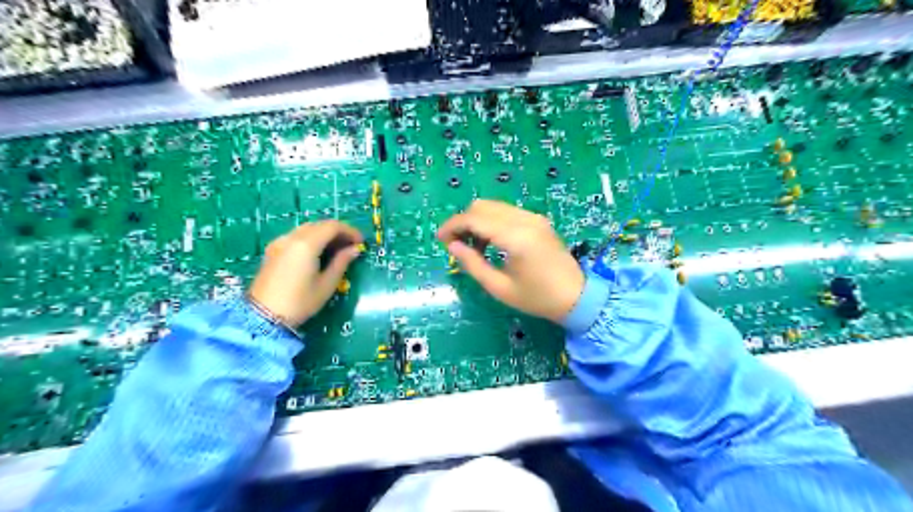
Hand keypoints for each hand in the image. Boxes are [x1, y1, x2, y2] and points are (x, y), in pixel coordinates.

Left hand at [250, 219, 365, 328]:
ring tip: (337, 249)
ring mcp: (280, 242)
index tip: (361, 242)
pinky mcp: (273, 250)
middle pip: (319, 224)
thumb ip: (341, 262)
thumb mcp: (326, 284)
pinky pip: (296, 236)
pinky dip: (311, 238)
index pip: (332, 226)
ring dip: (324, 234)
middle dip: (338, 231)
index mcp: (306, 244)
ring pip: (307, 229)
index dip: (350, 231)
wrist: (263, 317)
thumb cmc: (300, 302)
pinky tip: (318, 253)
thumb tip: (354, 249)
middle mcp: (292, 237)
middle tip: (351, 245)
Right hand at [437, 200, 584, 322]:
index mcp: (516, 237)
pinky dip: (491, 222)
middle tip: (454, 244)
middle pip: (482, 206)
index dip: (452, 225)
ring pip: (494, 206)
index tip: (440, 240)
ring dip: (477, 221)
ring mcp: (533, 217)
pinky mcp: (538, 220)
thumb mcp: (499, 287)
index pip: (475, 218)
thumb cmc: (536, 298)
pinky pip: (507, 212)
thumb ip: (472, 264)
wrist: (576, 297)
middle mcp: (525, 220)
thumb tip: (452, 246)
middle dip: (463, 221)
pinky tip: (490, 242)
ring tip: (472, 247)